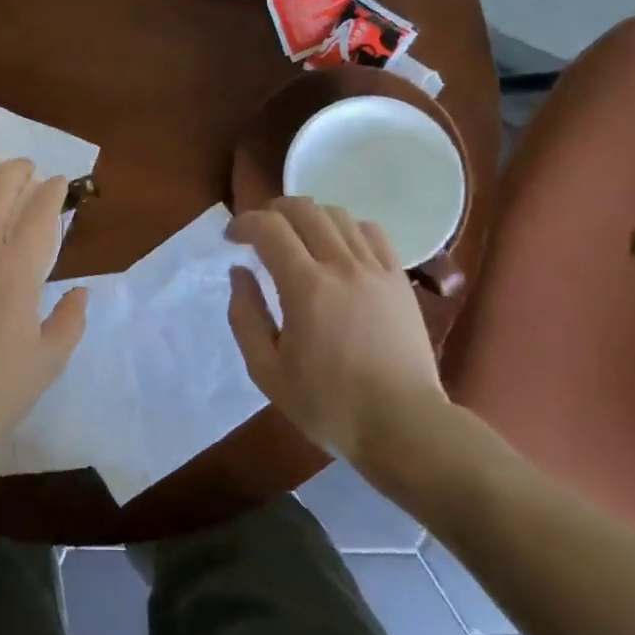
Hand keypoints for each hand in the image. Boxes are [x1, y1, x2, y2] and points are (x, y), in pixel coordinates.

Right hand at [227, 198, 452, 485]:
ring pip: (338, 214)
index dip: (243, 223)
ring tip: (297, 238)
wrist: (403, 425)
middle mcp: (341, 266)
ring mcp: (375, 269)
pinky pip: (372, 232)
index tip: (231, 238)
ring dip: (308, 217)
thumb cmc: (328, 405)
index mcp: (305, 287)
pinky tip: (338, 248)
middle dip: (272, 211)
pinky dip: (346, 228)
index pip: (269, 227)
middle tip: (259, 232)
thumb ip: (245, 316)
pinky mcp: (399, 279)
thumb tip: (239, 272)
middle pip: (303, 209)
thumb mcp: (266, 371)